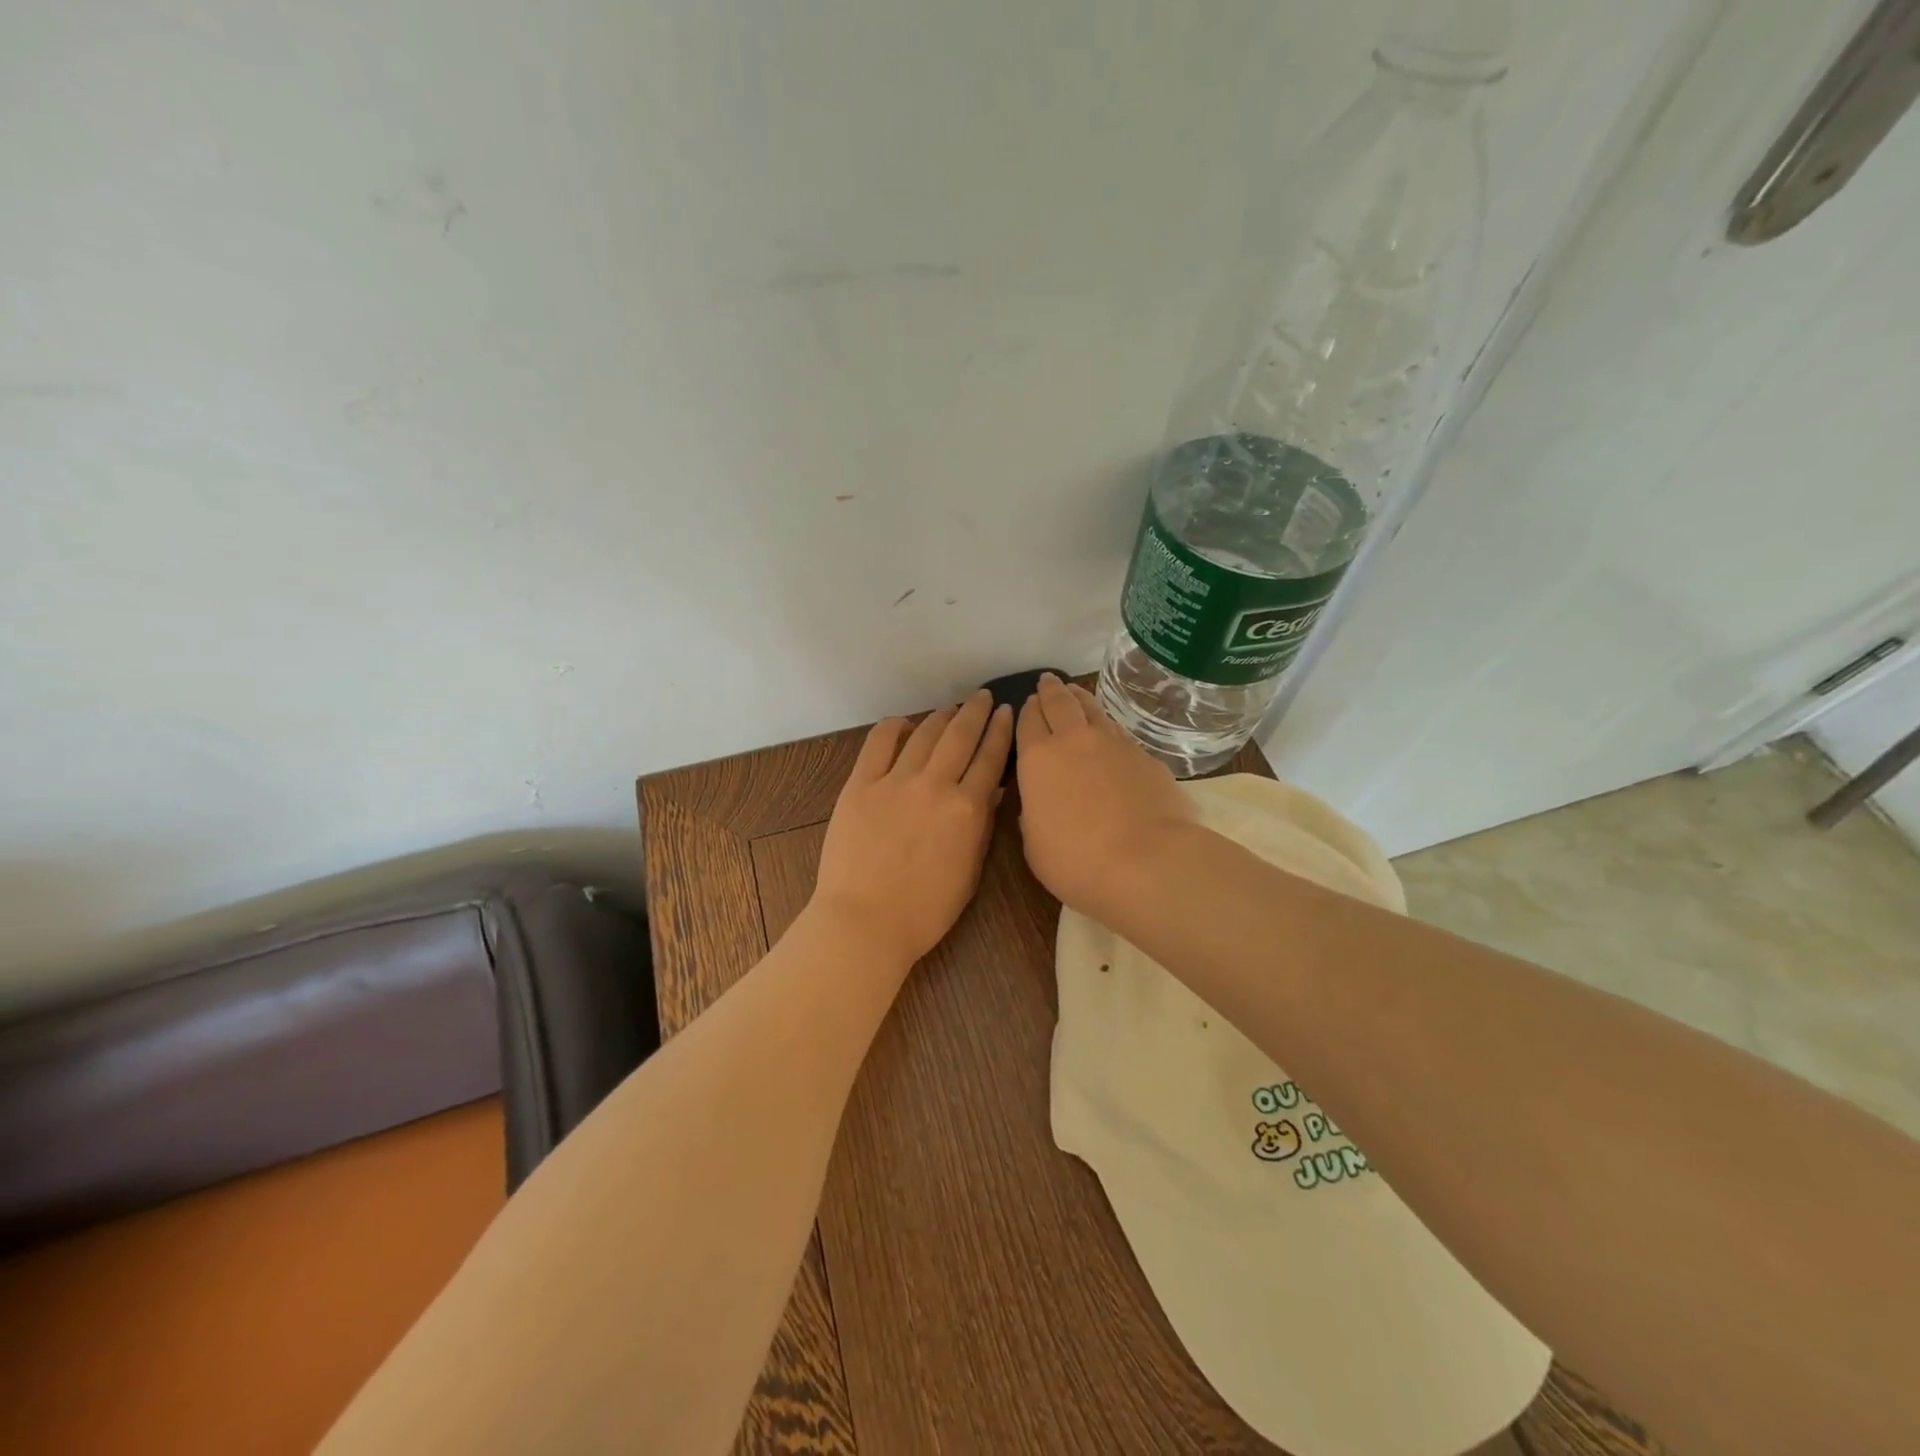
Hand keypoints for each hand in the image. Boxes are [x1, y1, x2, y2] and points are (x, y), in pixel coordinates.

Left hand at [811, 689, 1013, 967]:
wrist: (865, 922)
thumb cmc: (925, 909)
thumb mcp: (969, 872)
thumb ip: (982, 826)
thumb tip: (994, 790)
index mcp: (967, 809)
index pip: (990, 759)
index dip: (1001, 732)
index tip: (1007, 713)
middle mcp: (935, 785)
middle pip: (960, 736)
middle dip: (976, 712)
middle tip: (984, 697)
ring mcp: (895, 781)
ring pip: (924, 734)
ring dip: (941, 717)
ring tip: (951, 709)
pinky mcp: (860, 784)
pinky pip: (879, 743)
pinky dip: (894, 727)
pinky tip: (904, 724)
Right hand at [1015, 674, 1193, 918]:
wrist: (1148, 862)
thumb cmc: (1077, 861)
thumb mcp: (1035, 845)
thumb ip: (1034, 815)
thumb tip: (1040, 802)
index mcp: (1038, 760)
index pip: (1027, 722)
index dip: (1026, 711)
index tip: (1026, 703)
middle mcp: (1074, 741)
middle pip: (1060, 704)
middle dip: (1050, 690)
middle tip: (1047, 681)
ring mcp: (1114, 744)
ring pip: (1092, 710)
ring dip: (1080, 698)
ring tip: (1075, 691)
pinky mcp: (1146, 756)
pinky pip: (1119, 731)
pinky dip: (1108, 724)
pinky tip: (1109, 730)